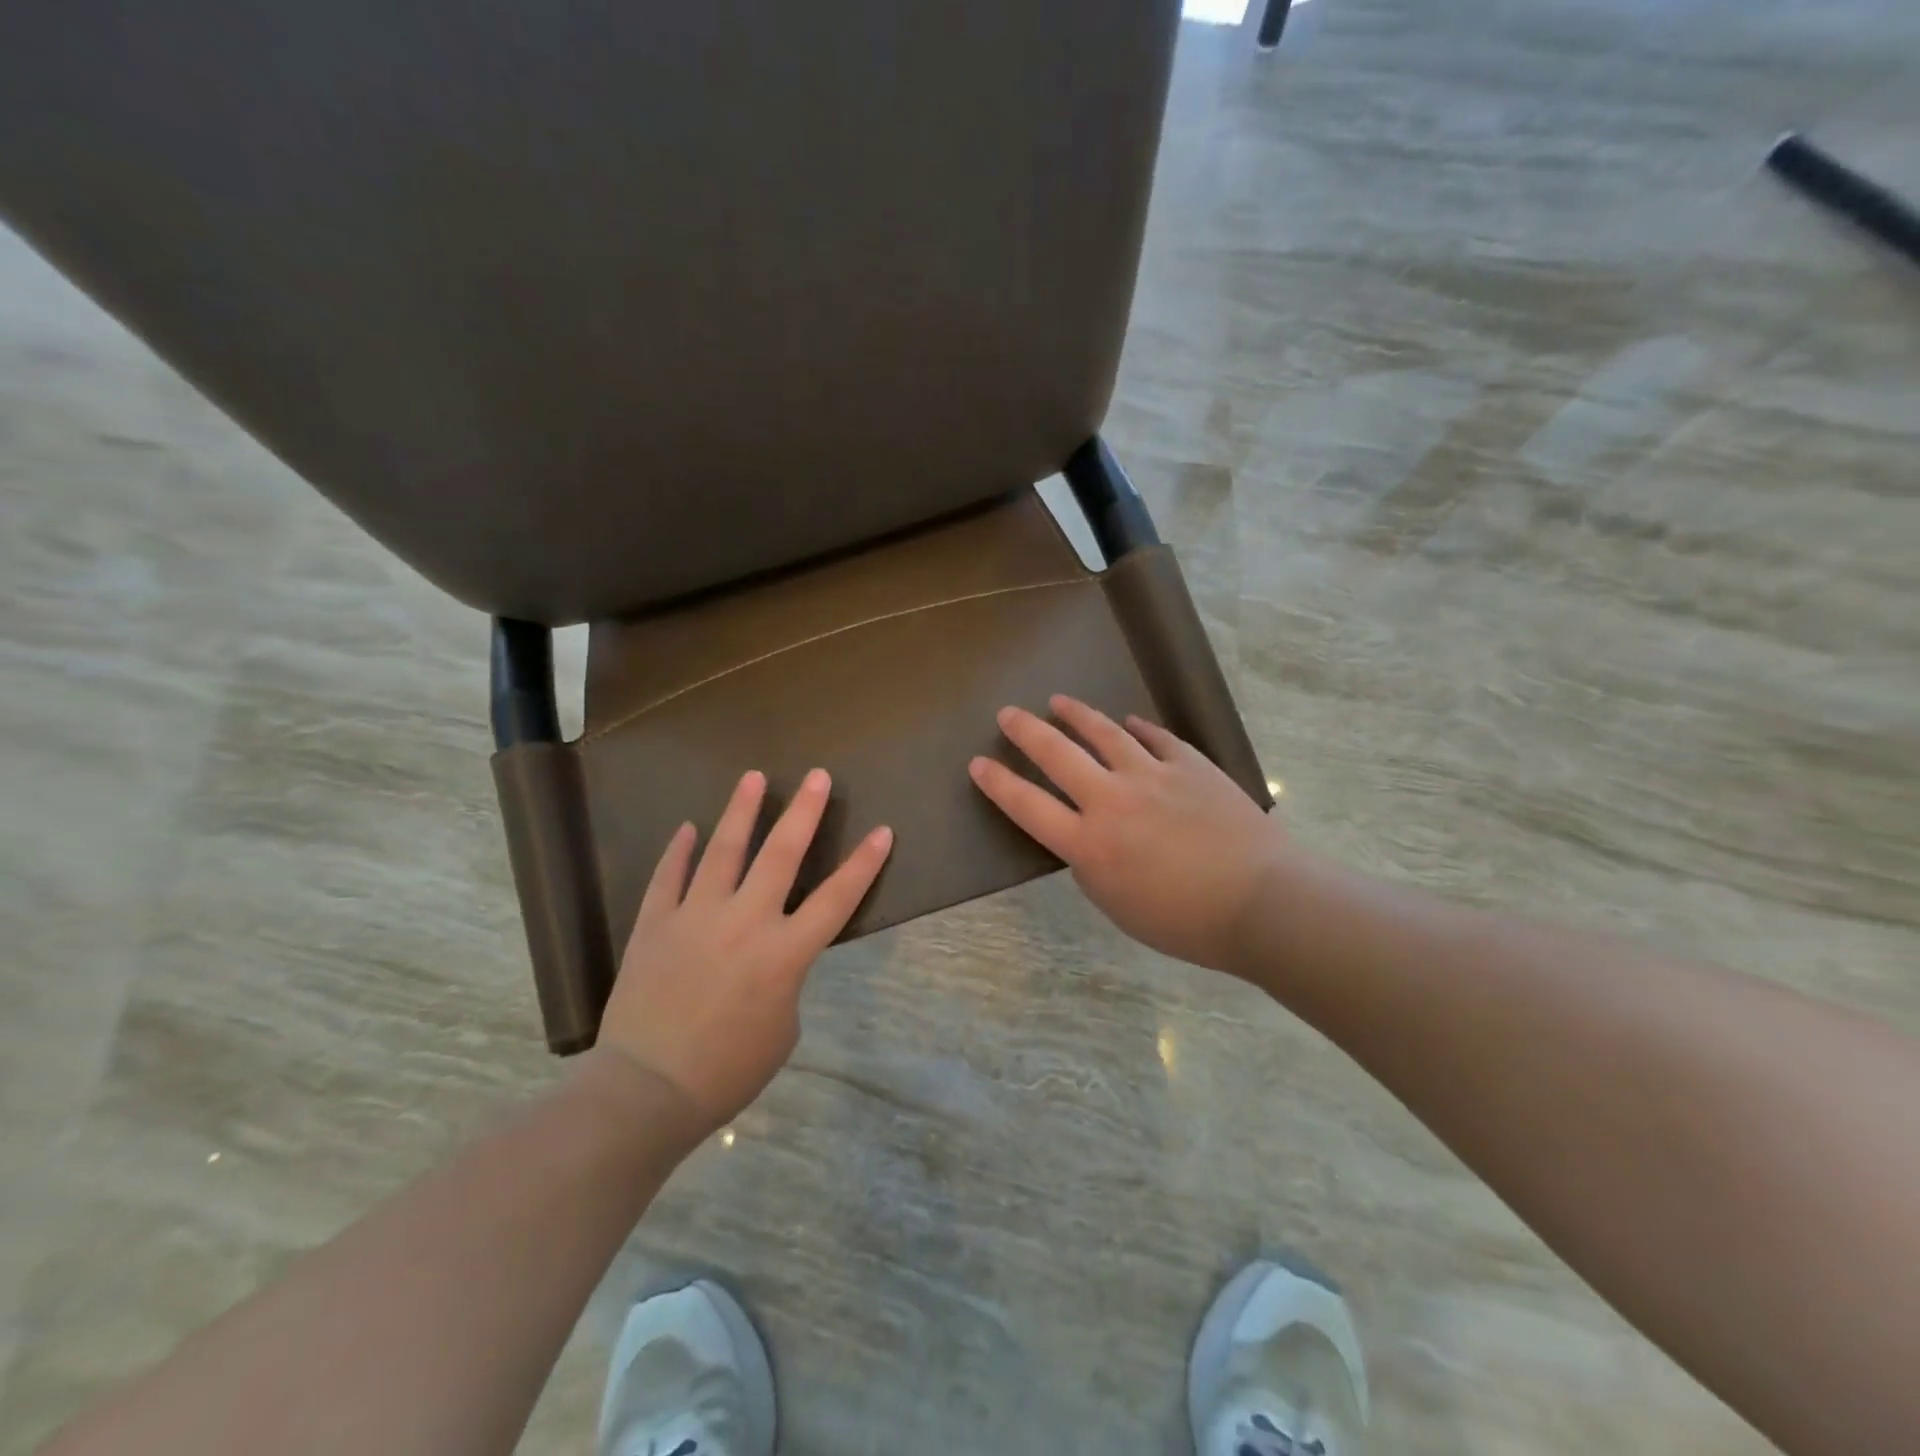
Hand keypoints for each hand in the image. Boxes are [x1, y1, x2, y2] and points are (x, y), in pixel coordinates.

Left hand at [596, 768, 892, 1130]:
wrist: (648, 1090)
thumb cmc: (727, 1071)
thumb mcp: (782, 1028)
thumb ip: (784, 978)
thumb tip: (768, 954)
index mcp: (785, 954)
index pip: (837, 899)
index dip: (864, 864)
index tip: (882, 831)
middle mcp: (745, 922)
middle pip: (781, 855)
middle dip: (804, 812)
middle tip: (817, 776)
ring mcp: (696, 917)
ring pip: (723, 851)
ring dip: (741, 811)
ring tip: (752, 777)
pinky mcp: (655, 924)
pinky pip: (668, 877)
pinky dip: (679, 851)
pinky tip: (688, 828)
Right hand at [969, 696, 1280, 971]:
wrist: (1261, 902)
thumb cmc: (1185, 922)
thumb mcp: (1118, 906)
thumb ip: (1092, 867)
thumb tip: (1088, 838)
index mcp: (1089, 844)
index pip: (1028, 806)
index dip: (998, 784)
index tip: (977, 763)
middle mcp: (1112, 800)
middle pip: (1057, 754)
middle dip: (1026, 731)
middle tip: (1007, 714)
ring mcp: (1152, 776)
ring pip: (1104, 733)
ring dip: (1077, 715)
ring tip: (1059, 701)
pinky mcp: (1190, 765)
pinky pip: (1156, 738)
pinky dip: (1137, 727)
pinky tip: (1128, 720)